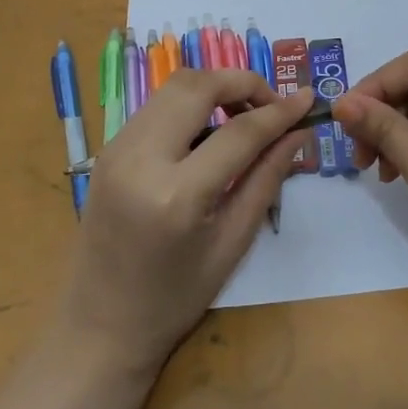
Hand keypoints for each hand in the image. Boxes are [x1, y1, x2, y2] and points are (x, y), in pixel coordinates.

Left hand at [58, 70, 312, 374]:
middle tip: (272, 105)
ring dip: (215, 89)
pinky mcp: (107, 149)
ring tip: (244, 116)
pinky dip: (190, 104)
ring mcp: (116, 149)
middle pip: (198, 86)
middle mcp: (140, 158)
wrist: (99, 326)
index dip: (279, 111)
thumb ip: (266, 179)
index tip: (308, 99)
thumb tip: (298, 133)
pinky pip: (156, 106)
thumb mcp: (232, 243)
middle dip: (243, 82)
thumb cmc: (174, 299)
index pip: (239, 132)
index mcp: (176, 195)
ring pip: (173, 87)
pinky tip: (209, 130)